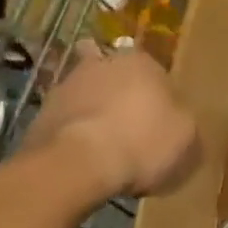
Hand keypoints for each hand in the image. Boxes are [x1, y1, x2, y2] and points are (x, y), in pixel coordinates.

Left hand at [25, 44, 199, 198]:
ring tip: (103, 151)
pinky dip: (71, 138)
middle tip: (130, 130)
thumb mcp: (187, 141)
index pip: (157, 73)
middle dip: (121, 98)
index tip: (160, 124)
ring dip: (93, 116)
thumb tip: (182, 130)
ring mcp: (66, 87)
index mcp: (143, 61)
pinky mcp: (40, 116)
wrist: (74, 166)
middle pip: (117, 78)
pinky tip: (81, 163)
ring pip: (87, 98)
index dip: (160, 99)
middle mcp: (103, 64)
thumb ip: (186, 129)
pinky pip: (65, 125)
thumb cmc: (142, 142)